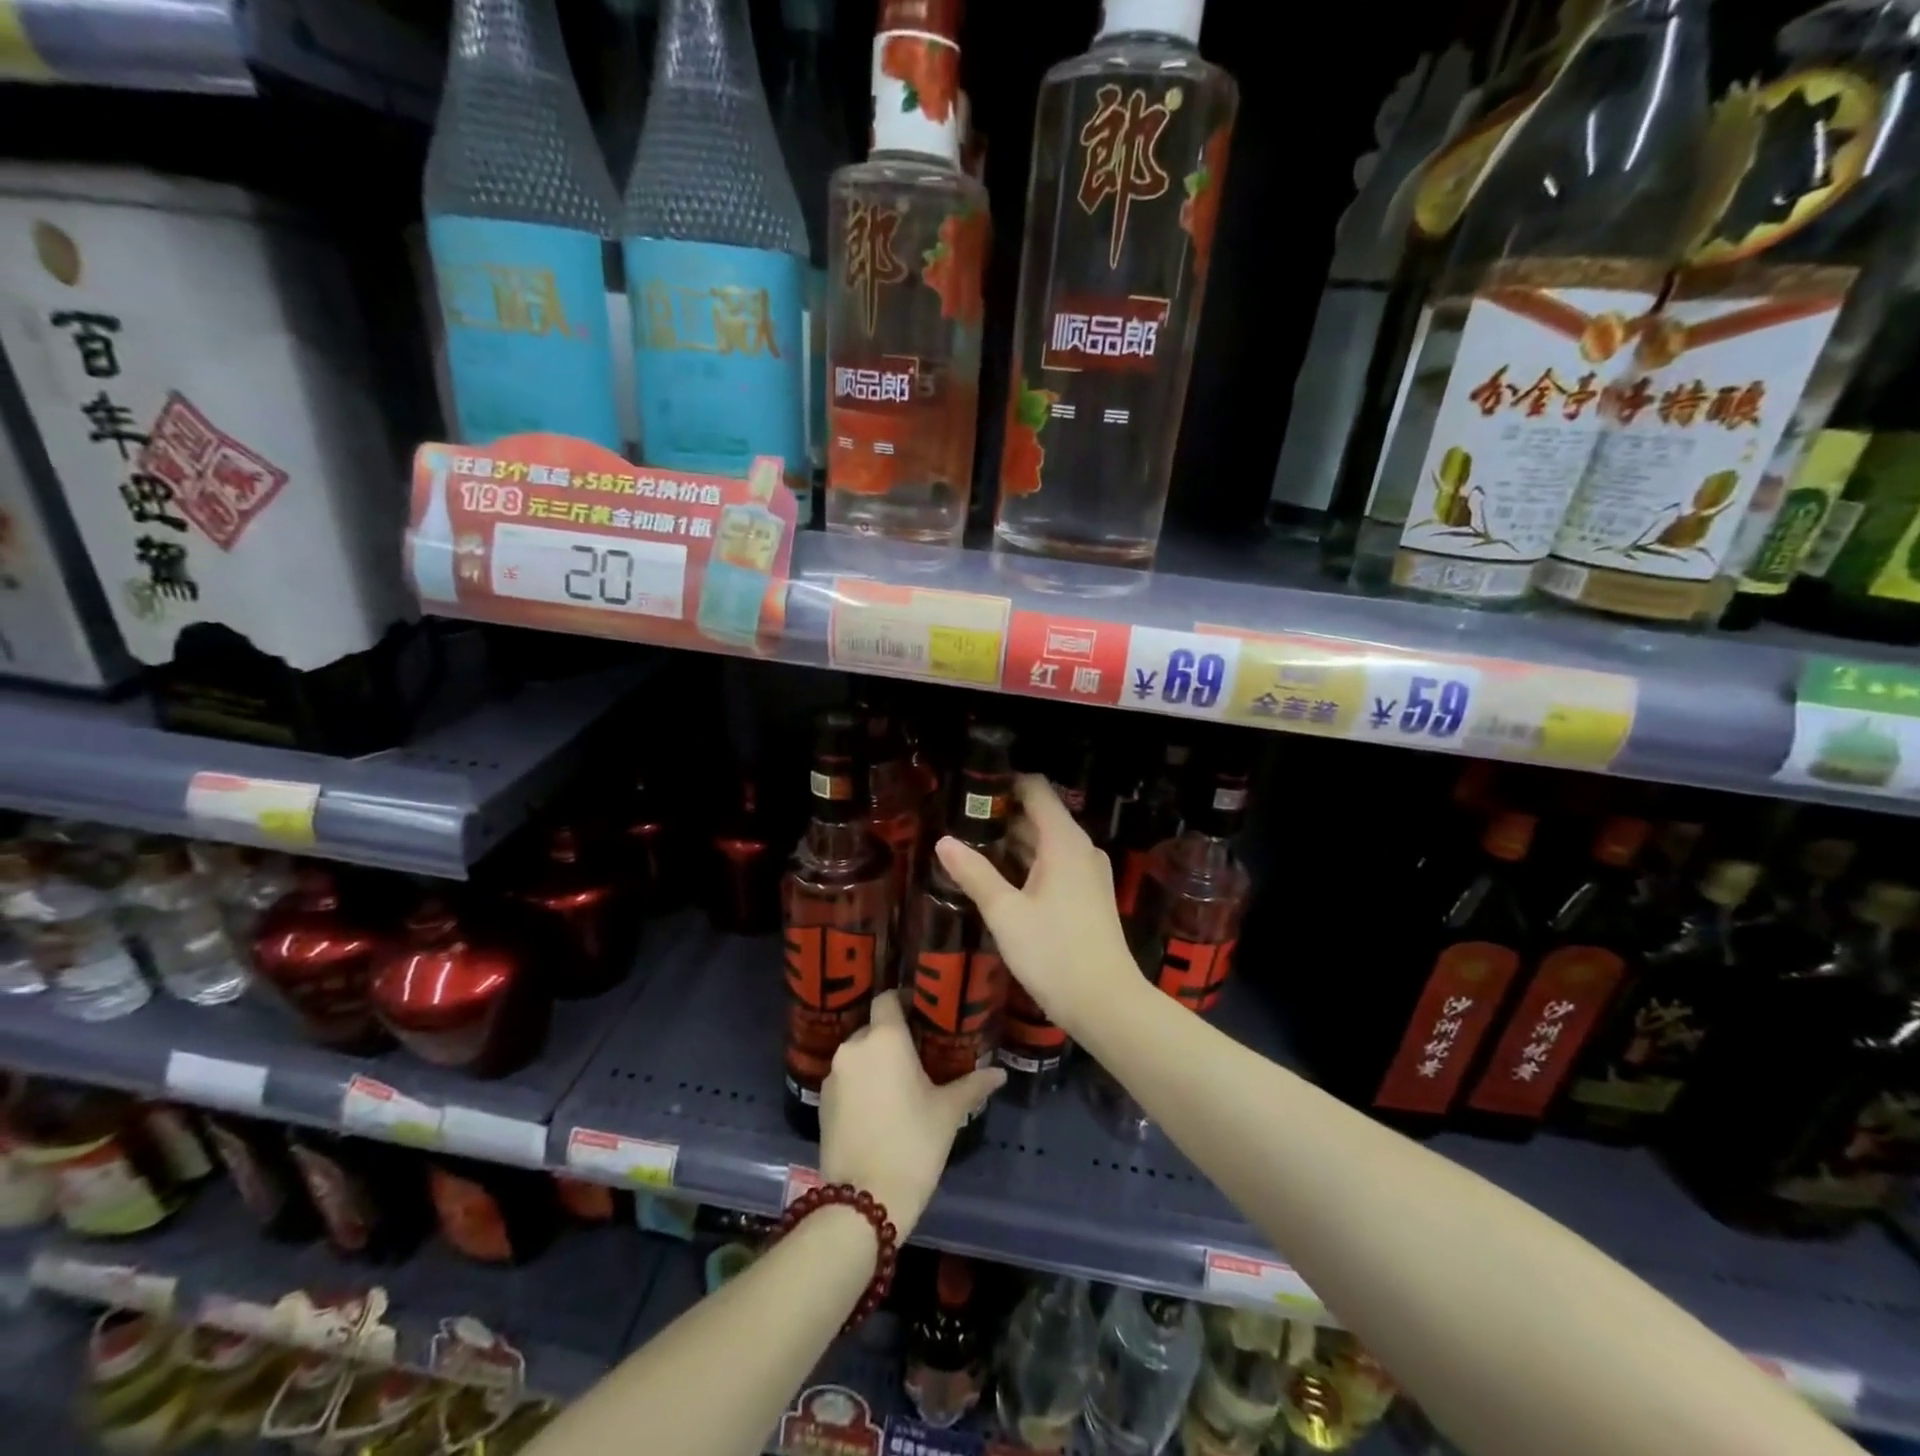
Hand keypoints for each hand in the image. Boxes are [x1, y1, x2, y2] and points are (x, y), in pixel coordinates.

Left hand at [818, 990, 1003, 1234]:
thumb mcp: (948, 1112)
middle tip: (919, 1054)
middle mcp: (854, 1047)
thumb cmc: (913, 1144)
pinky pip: (847, 1079)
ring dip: (876, 1062)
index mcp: (884, 1038)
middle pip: (874, 1027)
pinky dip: (861, 1084)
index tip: (924, 1012)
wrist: (864, 1201)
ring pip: (859, 1055)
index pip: (888, 998)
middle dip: (894, 1037)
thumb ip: (973, 1084)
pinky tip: (880, 1106)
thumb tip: (1000, 1073)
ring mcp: (834, 1075)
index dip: (905, 1000)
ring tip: (900, 1083)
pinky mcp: (822, 1102)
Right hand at [934, 775, 1139, 1043]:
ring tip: (971, 845)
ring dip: (1013, 841)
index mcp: (1064, 841)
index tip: (970, 788)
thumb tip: (943, 841)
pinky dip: (1028, 862)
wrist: (1107, 1004)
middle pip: (1040, 815)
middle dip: (1001, 814)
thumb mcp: (1006, 914)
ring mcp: (1088, 872)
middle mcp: (1081, 848)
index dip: (1004, 783)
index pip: (1036, 790)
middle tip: (959, 819)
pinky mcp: (1089, 895)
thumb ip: (975, 873)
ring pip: (1047, 842)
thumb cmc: (1054, 953)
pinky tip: (999, 877)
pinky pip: (1055, 864)